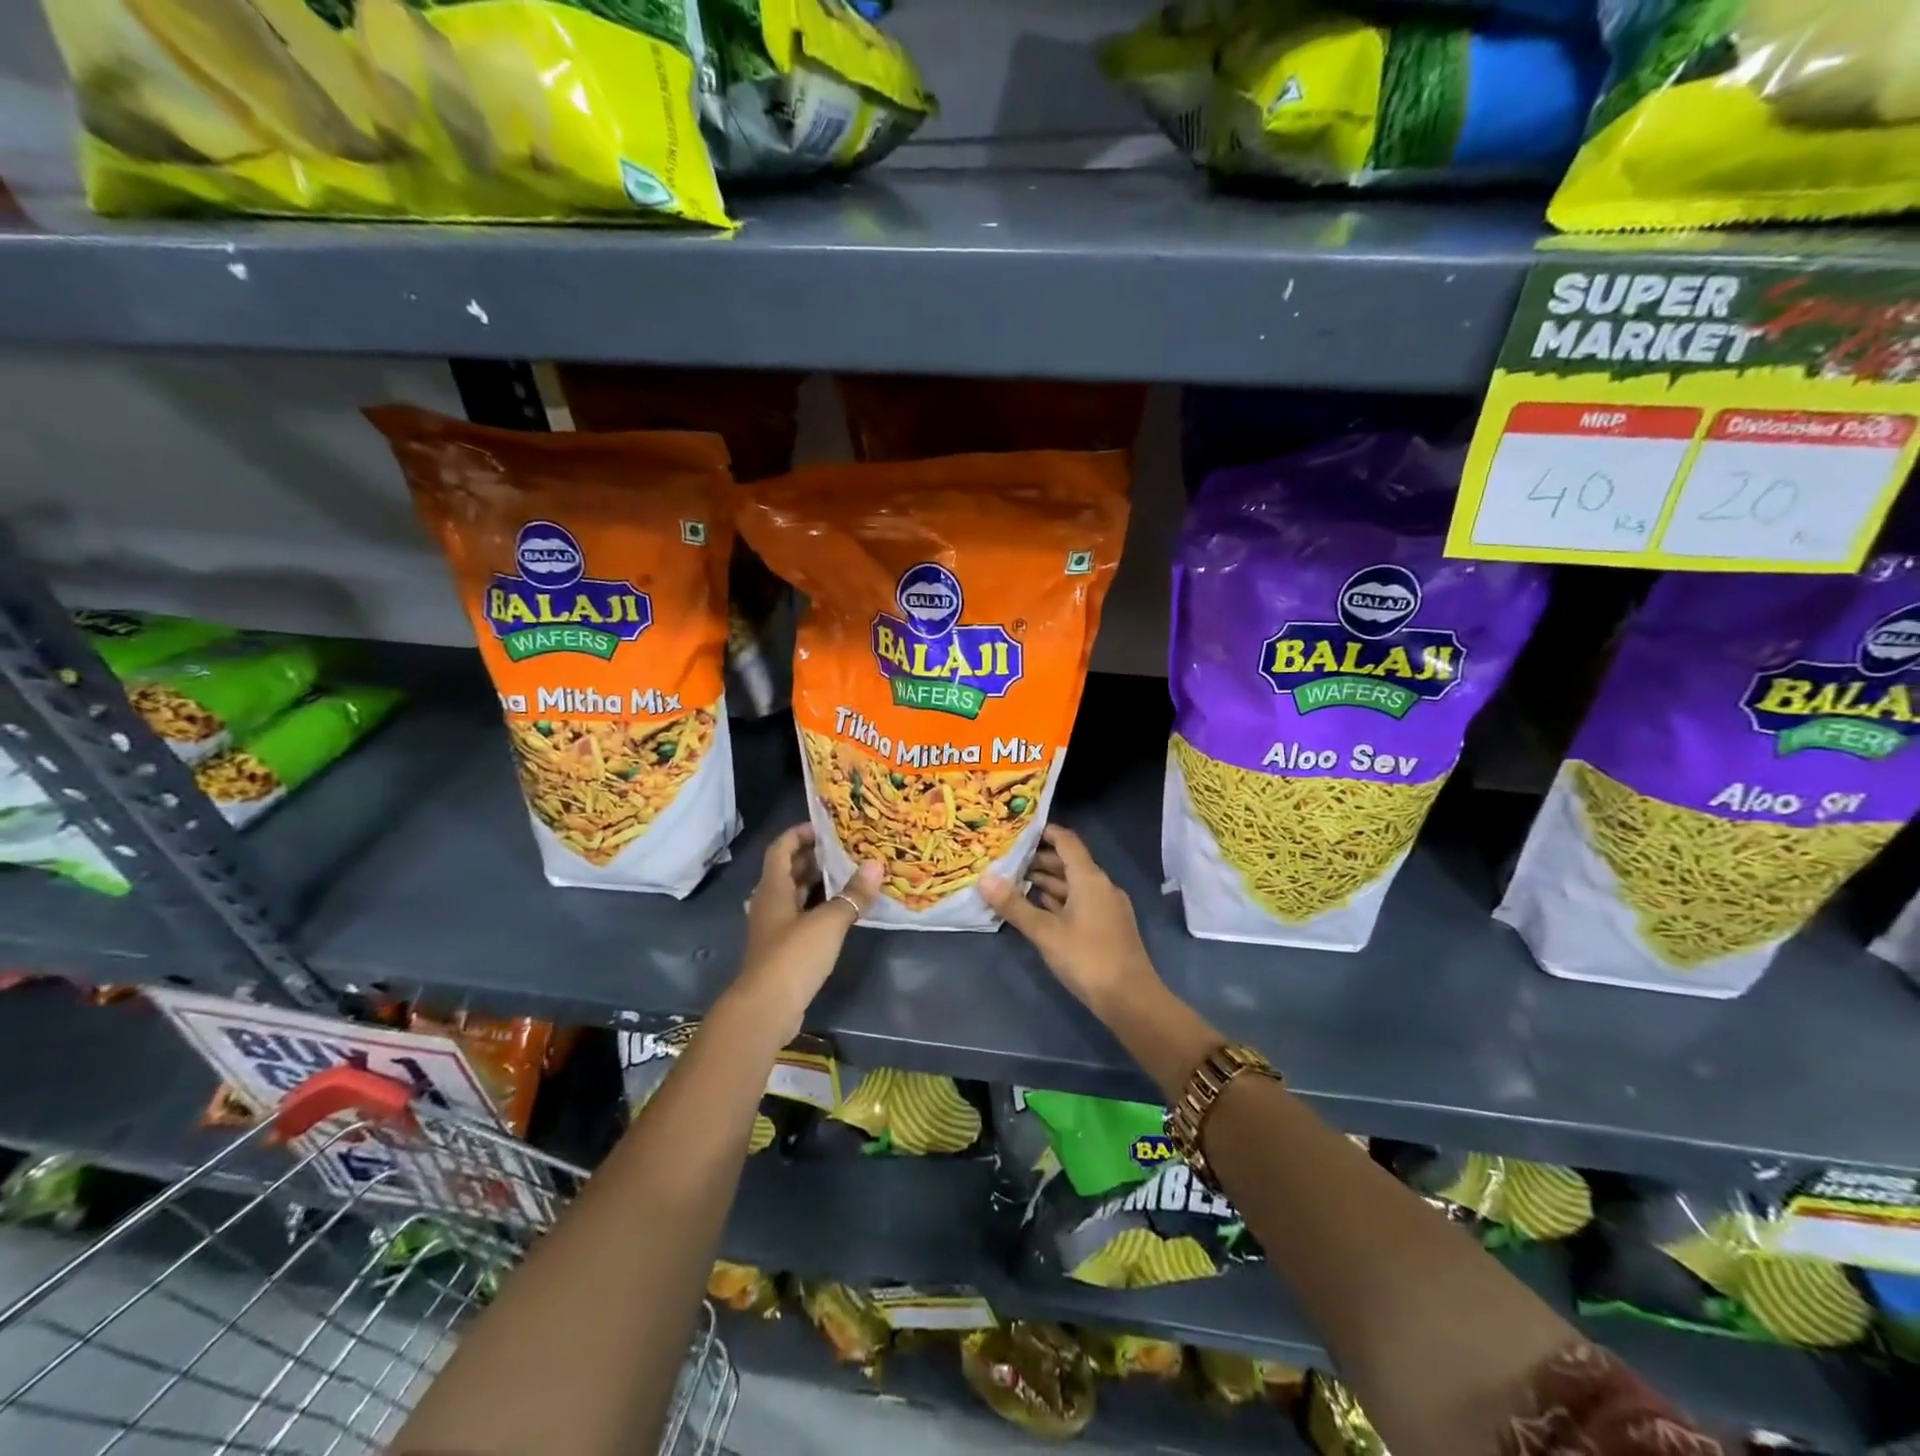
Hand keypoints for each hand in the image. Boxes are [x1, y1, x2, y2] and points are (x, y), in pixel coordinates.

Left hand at [736, 825, 881, 1035]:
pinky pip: (801, 917)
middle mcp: (769, 903)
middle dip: (815, 858)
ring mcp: (774, 927)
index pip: (781, 848)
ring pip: (795, 895)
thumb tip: (876, 865)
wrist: (766, 1008)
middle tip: (847, 850)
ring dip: (818, 884)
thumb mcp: (829, 922)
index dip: (800, 833)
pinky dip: (819, 908)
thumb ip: (853, 894)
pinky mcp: (782, 949)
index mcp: (773, 888)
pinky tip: (842, 912)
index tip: (826, 827)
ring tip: (850, 875)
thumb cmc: (793, 956)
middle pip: (789, 870)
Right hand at [980, 825, 1159, 1016]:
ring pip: (1074, 885)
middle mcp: (1102, 886)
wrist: (1130, 1000)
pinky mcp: (1108, 927)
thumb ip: (1015, 905)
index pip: (1067, 842)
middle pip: (1070, 863)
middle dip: (1040, 860)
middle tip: (1009, 861)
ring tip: (1017, 883)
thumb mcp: (1045, 932)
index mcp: (1090, 879)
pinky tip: (1040, 909)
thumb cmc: (1087, 958)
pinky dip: (1060, 900)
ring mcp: (1107, 907)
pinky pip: (1080, 902)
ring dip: (1048, 882)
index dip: (1046, 833)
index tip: (1020, 830)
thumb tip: (985, 879)